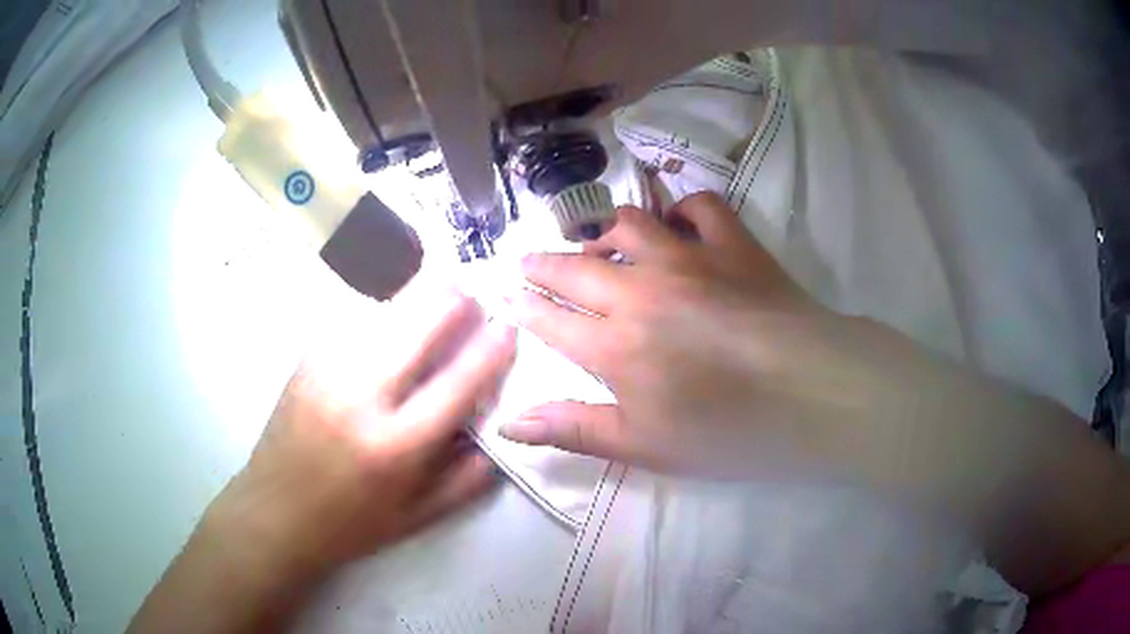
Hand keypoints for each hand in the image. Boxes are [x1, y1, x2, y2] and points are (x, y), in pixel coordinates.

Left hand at [206, 282, 516, 580]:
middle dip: (455, 301)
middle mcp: (360, 397)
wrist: (275, 513)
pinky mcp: (306, 359)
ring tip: (443, 290)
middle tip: (475, 296)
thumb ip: (468, 479)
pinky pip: (355, 319)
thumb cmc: (350, 524)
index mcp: (395, 446)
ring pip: (385, 310)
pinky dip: (385, 311)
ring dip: (421, 295)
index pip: (457, 382)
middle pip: (418, 324)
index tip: (510, 326)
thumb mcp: (419, 518)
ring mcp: (327, 370)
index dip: (490, 348)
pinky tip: (395, 316)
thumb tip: (497, 431)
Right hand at [499, 192, 951, 480]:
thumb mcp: (644, 446)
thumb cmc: (729, 432)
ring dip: (603, 231)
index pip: (550, 319)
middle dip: (544, 263)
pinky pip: (700, 205)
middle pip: (576, 266)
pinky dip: (682, 207)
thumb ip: (573, 430)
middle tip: (529, 261)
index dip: (524, 307)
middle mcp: (640, 290)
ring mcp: (689, 258)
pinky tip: (676, 221)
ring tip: (595, 241)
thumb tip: (508, 424)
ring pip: (628, 224)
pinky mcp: (734, 244)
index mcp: (614, 345)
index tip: (507, 296)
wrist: (814, 394)